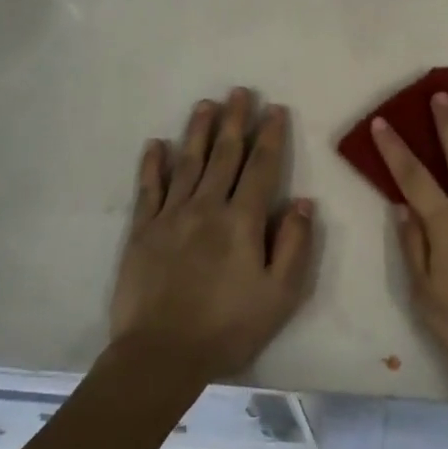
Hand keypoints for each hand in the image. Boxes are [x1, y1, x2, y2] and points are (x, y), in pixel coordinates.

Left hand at [110, 89, 314, 383]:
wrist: (161, 356)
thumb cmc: (229, 327)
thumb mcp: (281, 294)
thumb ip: (295, 244)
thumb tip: (304, 202)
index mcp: (242, 220)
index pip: (261, 167)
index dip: (270, 135)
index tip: (275, 109)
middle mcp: (207, 207)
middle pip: (224, 155)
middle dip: (234, 121)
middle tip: (239, 91)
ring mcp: (171, 217)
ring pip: (187, 163)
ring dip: (198, 131)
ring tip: (205, 104)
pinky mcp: (142, 232)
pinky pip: (148, 189)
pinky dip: (152, 165)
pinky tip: (155, 144)